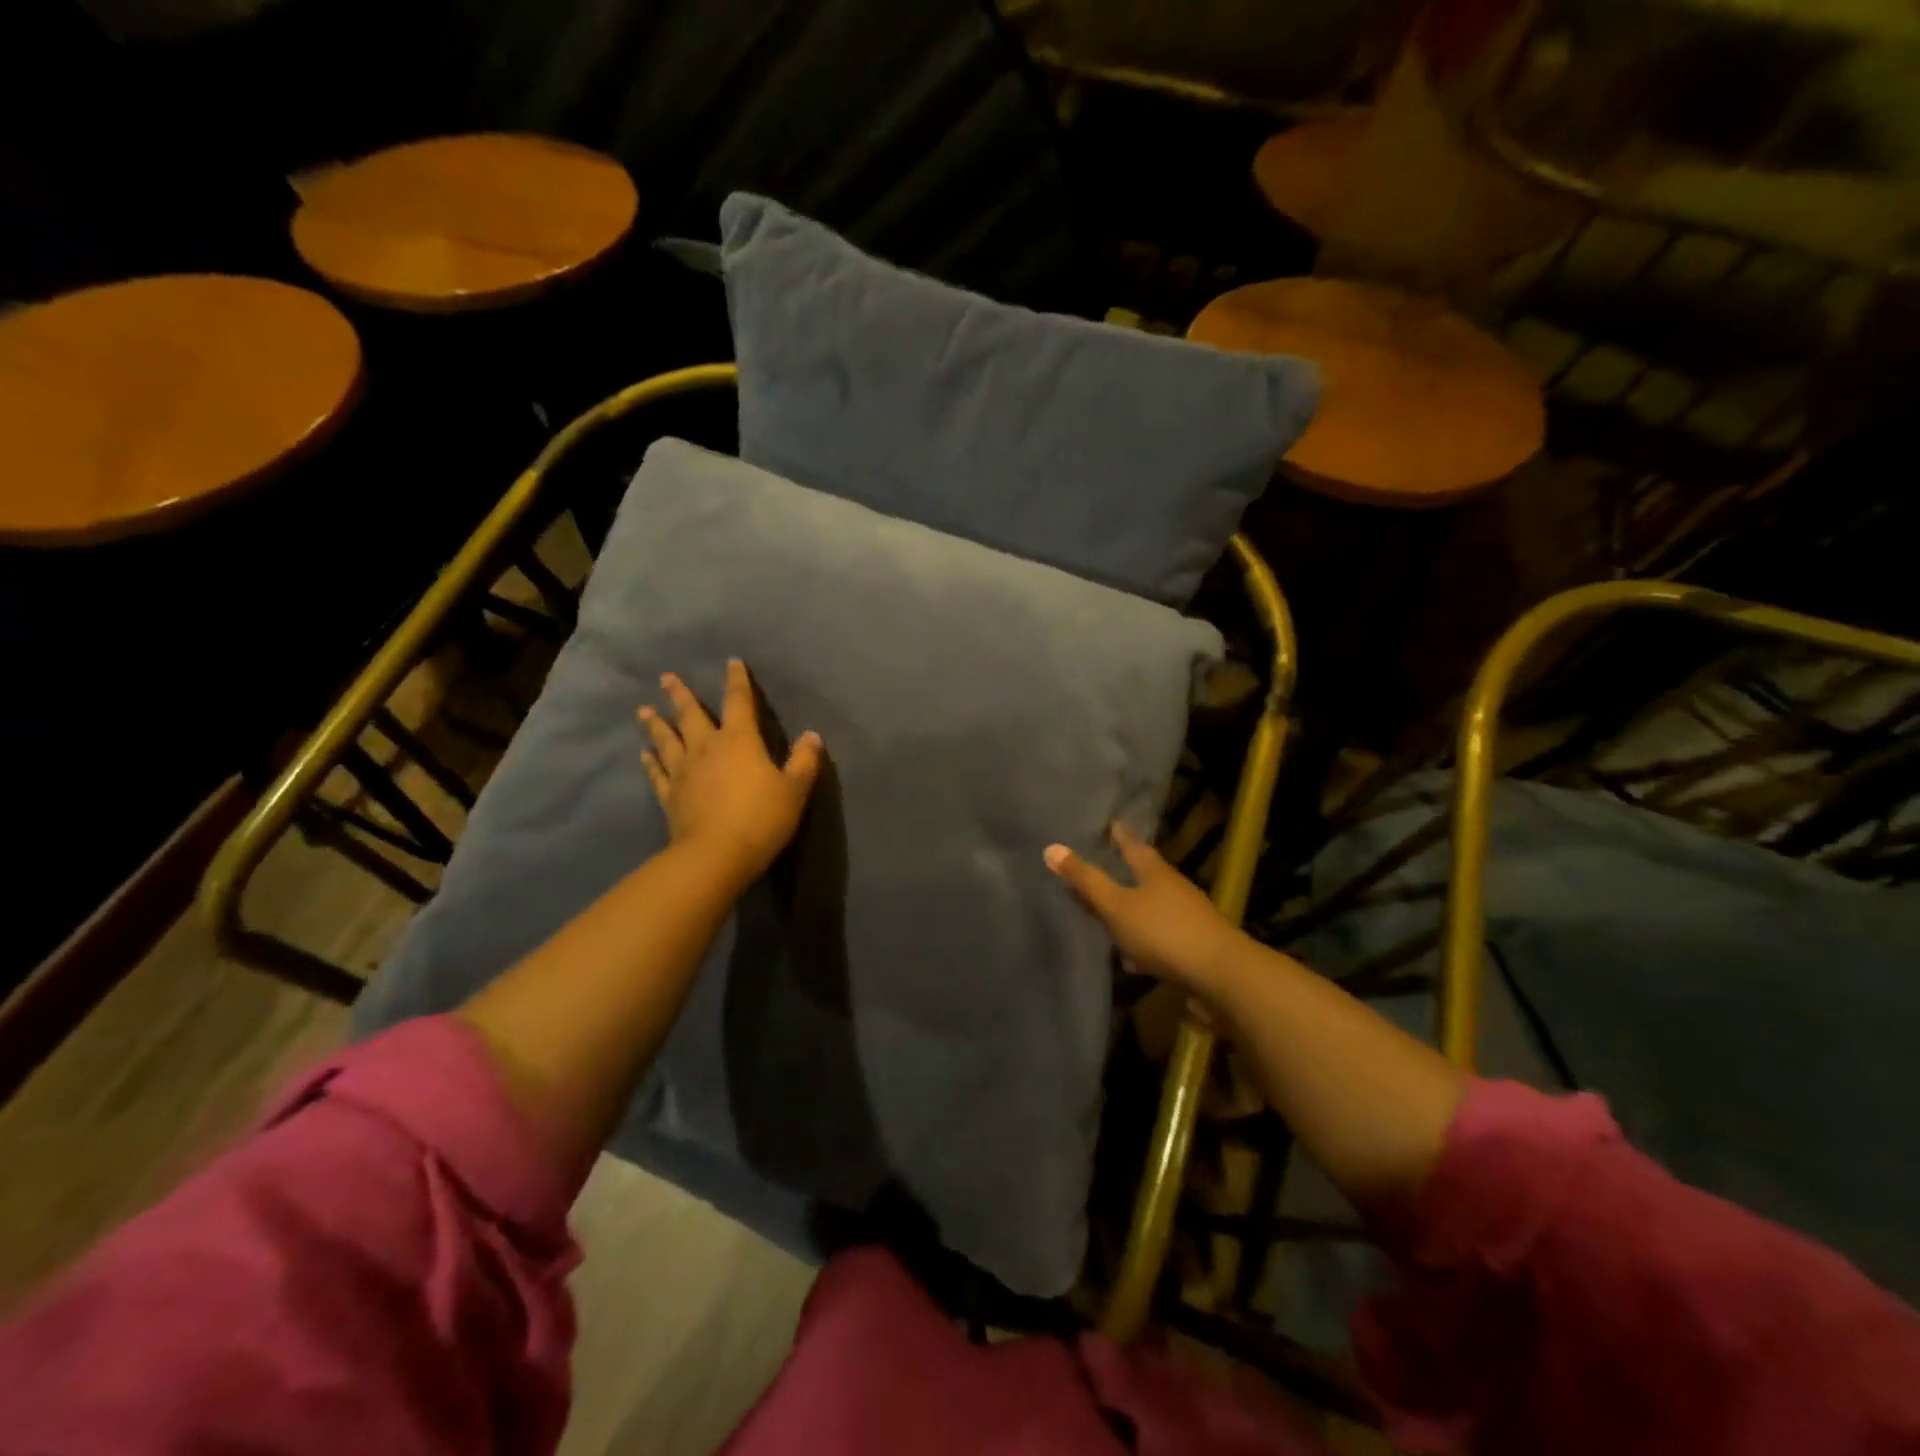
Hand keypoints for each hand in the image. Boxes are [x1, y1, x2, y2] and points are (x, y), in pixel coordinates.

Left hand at [638, 659, 822, 890]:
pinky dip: (650, 762)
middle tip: (666, 678)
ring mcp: (683, 772)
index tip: (731, 662)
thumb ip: (804, 761)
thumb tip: (813, 736)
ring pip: (666, 739)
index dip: (737, 681)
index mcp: (740, 740)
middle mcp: (707, 748)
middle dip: (680, 695)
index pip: (739, 702)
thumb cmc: (761, 818)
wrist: (716, 855)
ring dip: (656, 723)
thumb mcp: (794, 790)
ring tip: (644, 709)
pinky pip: (657, 773)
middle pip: (691, 715)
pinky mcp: (669, 796)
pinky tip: (644, 755)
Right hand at [1044, 822, 1240, 992]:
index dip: (1119, 835)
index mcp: (1155, 872)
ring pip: (1153, 908)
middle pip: (1146, 875)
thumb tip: (1051, 847)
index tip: (1110, 823)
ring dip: (1133, 910)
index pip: (1133, 845)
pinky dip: (1144, 942)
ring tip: (1110, 915)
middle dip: (1126, 872)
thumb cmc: (1164, 932)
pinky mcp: (1194, 947)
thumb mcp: (1117, 906)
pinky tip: (1133, 960)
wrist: (1222, 976)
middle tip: (1104, 865)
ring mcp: (1188, 918)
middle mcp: (1174, 888)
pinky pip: (1160, 938)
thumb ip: (1086, 881)